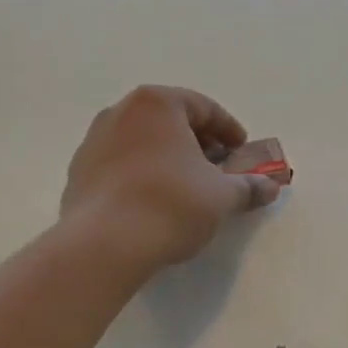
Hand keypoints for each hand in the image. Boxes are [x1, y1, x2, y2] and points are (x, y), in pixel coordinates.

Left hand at [61, 86, 280, 272]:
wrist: (104, 244)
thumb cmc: (170, 204)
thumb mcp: (221, 196)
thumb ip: (248, 186)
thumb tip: (270, 187)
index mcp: (156, 104)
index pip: (203, 107)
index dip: (229, 130)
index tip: (242, 152)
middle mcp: (120, 112)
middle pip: (170, 121)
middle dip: (198, 143)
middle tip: (218, 169)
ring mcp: (94, 141)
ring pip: (142, 142)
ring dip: (168, 159)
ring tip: (187, 188)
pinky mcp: (78, 172)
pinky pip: (120, 165)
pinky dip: (141, 175)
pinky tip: (153, 203)